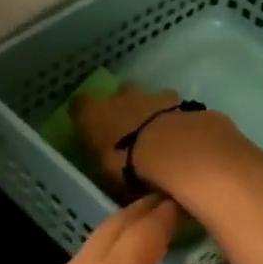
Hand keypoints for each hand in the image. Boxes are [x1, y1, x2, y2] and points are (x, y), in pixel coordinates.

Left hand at [15, 196, 195, 263]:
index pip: (145, 230)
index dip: (166, 214)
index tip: (184, 202)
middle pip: (114, 227)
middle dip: (141, 212)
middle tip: (167, 205)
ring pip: (94, 242)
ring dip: (121, 231)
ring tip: (147, 230)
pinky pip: (82, 263)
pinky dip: (105, 252)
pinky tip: (120, 263)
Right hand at [72, 83, 241, 199]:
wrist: (174, 149)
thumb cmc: (127, 163)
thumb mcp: (105, 171)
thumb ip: (104, 159)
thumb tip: (107, 161)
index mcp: (94, 113)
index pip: (81, 104)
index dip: (85, 111)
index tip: (90, 123)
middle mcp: (121, 97)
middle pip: (120, 93)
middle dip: (125, 105)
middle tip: (130, 127)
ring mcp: (153, 95)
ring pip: (149, 97)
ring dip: (153, 110)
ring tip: (160, 134)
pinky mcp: (181, 101)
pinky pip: (174, 107)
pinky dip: (175, 119)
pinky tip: (181, 135)